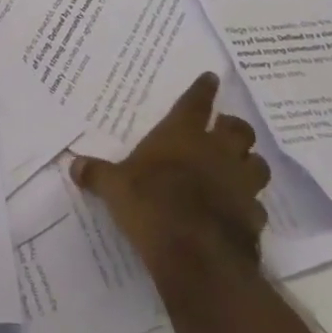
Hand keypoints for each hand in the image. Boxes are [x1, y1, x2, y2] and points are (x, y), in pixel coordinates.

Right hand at [70, 72, 270, 287]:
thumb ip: (97, 174)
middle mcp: (217, 152)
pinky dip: (250, 204)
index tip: (211, 77)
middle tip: (224, 130)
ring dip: (250, 163)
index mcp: (183, 135)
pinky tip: (240, 210)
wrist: (196, 255)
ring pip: (258, 164)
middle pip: (239, 129)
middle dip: (233, 127)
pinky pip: (258, 205)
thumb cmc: (151, 205)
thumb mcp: (115, 188)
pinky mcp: (254, 218)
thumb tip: (72, 165)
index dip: (203, 89)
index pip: (196, 102)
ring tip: (239, 167)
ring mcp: (241, 185)